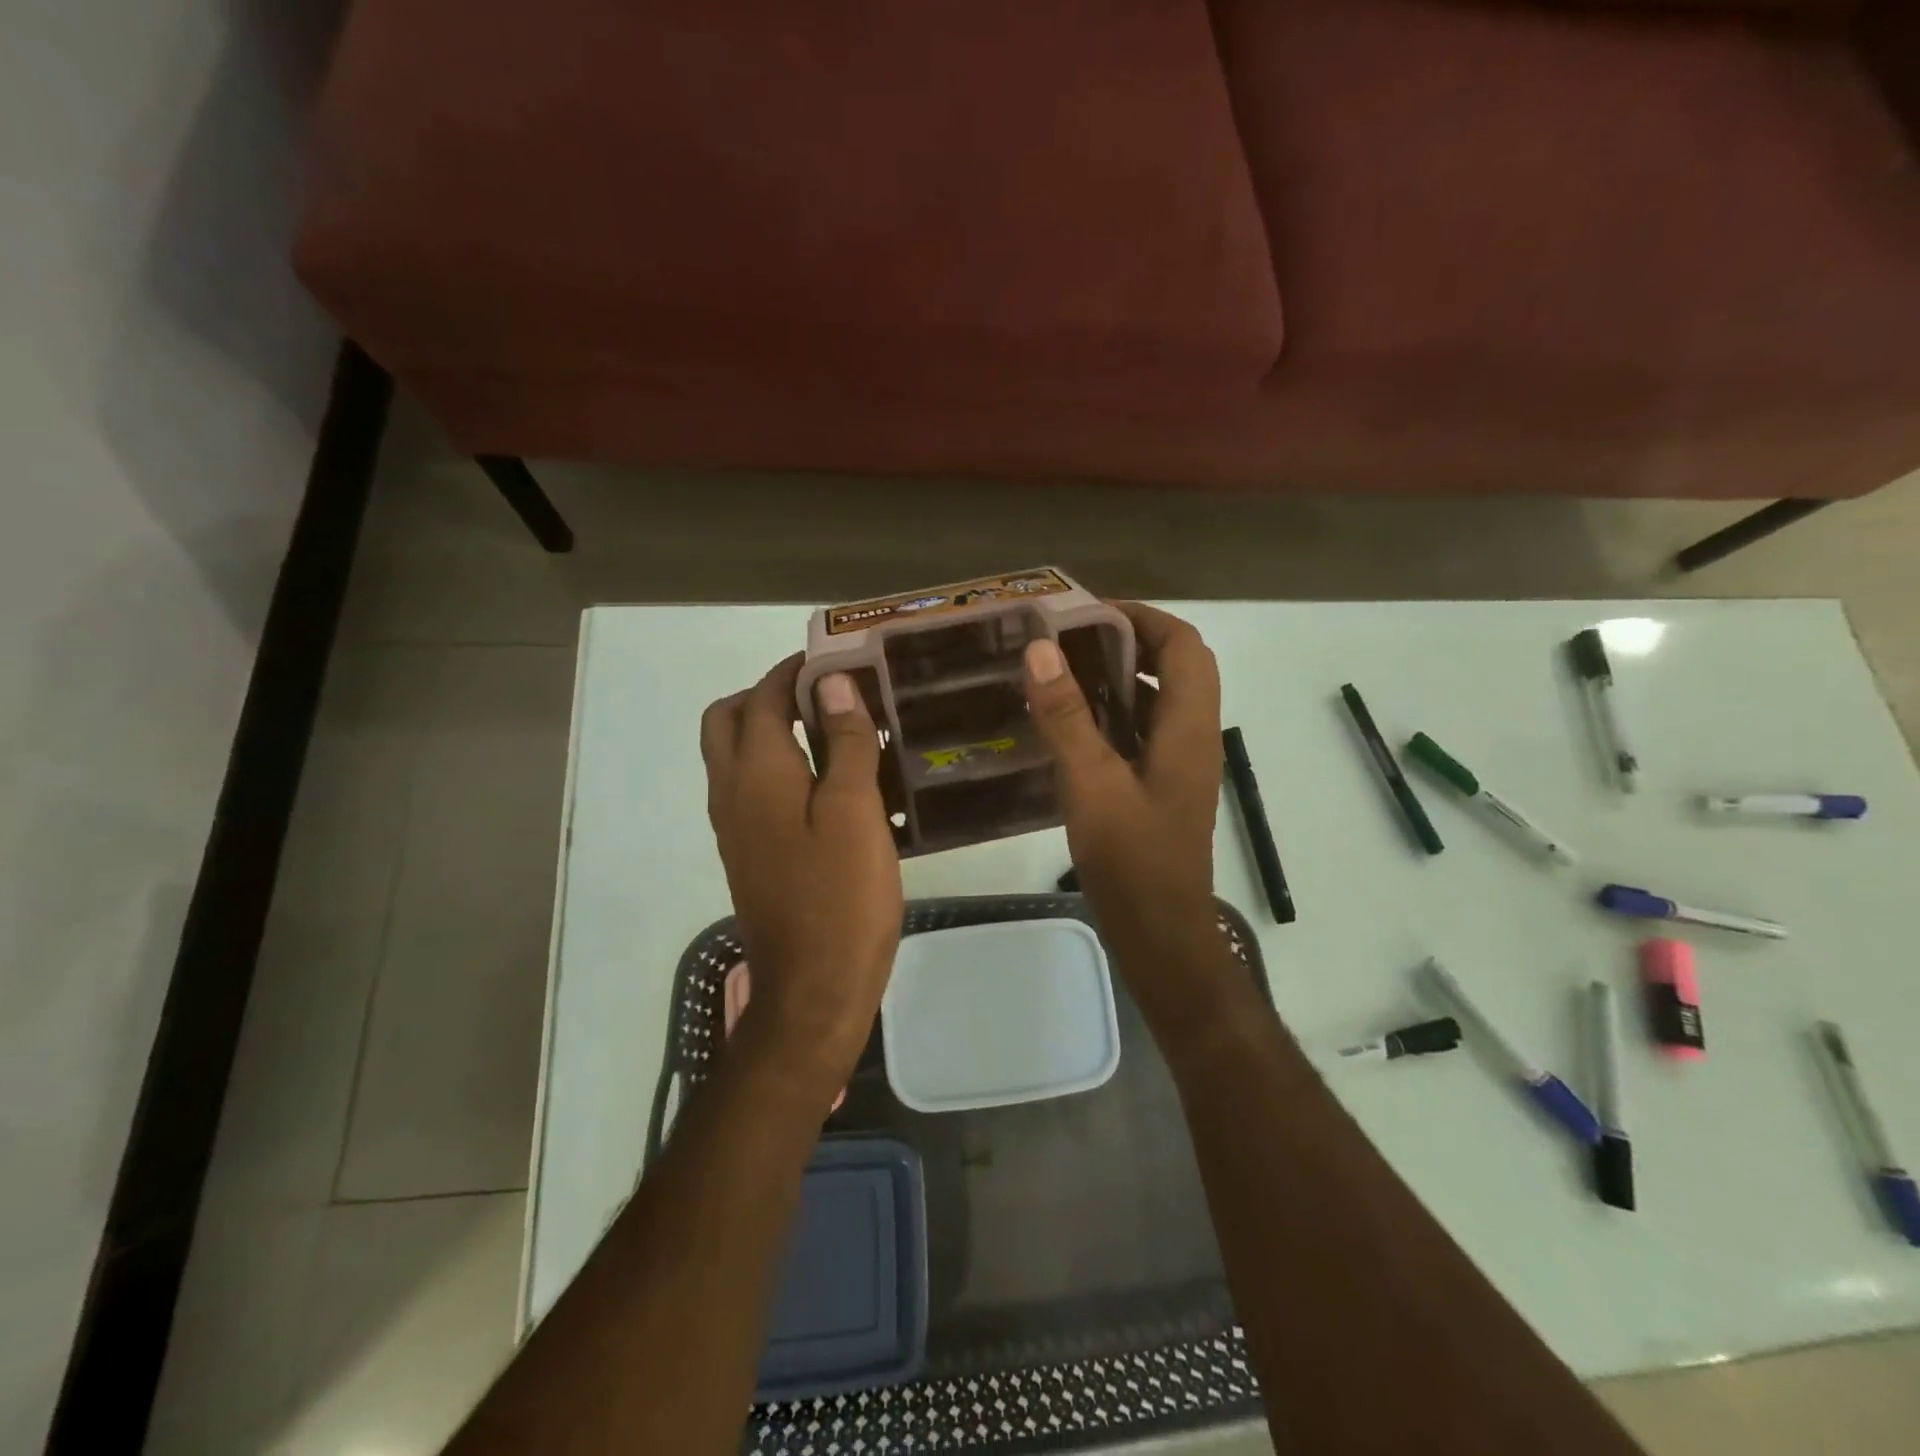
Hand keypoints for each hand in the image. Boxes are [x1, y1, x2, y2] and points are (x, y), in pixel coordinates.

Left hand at [701, 656, 902, 1096]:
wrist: (813, 988)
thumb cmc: (841, 895)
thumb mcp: (854, 810)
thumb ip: (842, 741)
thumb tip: (831, 682)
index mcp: (756, 773)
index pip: (764, 696)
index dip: (795, 669)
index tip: (837, 656)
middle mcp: (731, 791)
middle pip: (730, 718)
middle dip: (770, 693)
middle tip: (826, 694)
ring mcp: (734, 826)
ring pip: (735, 754)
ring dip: (771, 728)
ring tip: (832, 730)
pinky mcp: (748, 852)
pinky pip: (750, 787)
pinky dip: (777, 765)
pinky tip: (825, 782)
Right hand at [1023, 604, 1225, 991]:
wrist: (1159, 934)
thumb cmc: (1132, 860)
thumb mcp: (1092, 784)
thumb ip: (1067, 717)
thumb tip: (1042, 649)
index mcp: (1188, 728)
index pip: (1183, 646)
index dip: (1143, 618)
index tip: (1089, 612)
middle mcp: (1191, 738)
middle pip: (1173, 668)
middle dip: (1125, 644)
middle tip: (1066, 640)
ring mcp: (1177, 765)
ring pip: (1156, 702)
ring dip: (1117, 679)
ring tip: (1060, 672)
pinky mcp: (1160, 788)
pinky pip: (1140, 734)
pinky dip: (1110, 716)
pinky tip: (1066, 725)